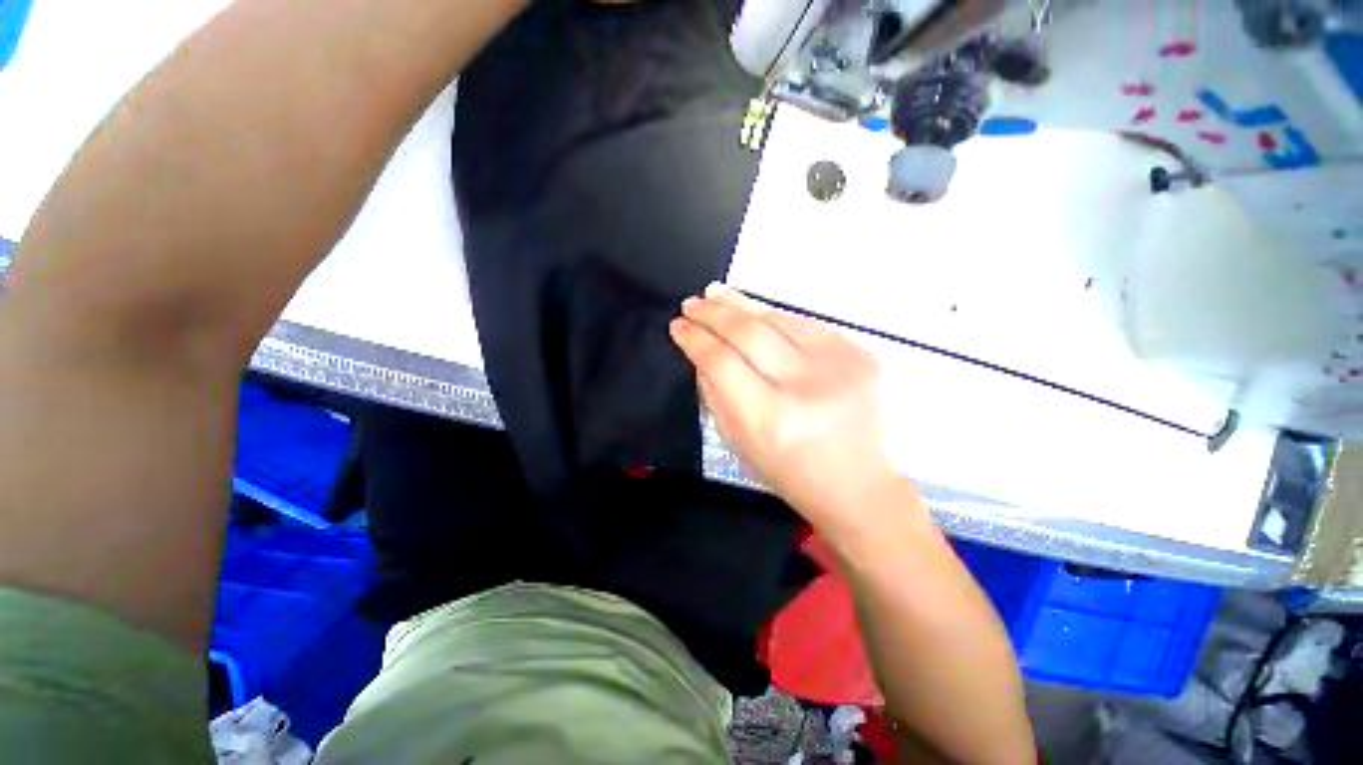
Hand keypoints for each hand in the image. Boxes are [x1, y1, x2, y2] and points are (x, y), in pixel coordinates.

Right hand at [670, 283, 901, 535]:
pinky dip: (774, 316)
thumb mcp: (739, 441)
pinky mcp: (860, 356)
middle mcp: (805, 387)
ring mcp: (839, 367)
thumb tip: (701, 352)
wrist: (857, 485)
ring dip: (742, 304)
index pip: (721, 362)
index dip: (695, 339)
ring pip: (779, 319)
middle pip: (749, 333)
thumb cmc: (789, 471)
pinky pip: (806, 325)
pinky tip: (754, 311)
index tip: (678, 327)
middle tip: (692, 304)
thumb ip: (715, 393)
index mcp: (770, 419)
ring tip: (715, 294)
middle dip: (713, 314)